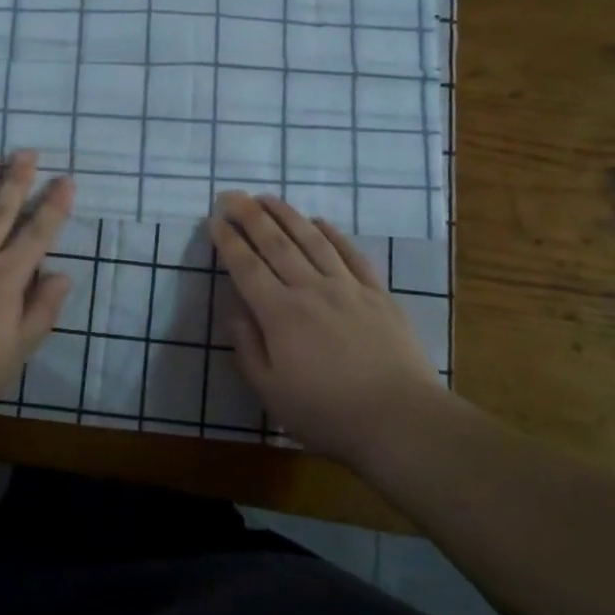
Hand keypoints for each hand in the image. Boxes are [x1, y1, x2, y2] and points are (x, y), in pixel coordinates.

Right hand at [209, 192, 443, 466]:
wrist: (400, 420)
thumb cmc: (327, 413)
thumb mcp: (271, 392)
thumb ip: (248, 348)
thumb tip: (236, 310)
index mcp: (280, 314)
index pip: (246, 267)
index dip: (228, 240)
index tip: (214, 219)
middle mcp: (310, 289)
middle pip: (276, 243)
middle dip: (250, 215)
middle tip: (232, 195)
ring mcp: (347, 287)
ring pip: (312, 239)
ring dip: (287, 215)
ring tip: (267, 197)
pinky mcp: (377, 293)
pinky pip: (351, 253)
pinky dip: (333, 233)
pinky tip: (320, 221)